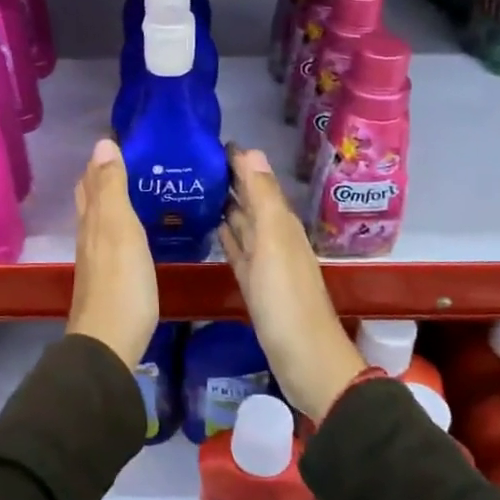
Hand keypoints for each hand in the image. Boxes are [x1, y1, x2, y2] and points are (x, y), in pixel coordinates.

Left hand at [68, 138, 158, 368]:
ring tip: (139, 186)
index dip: (102, 158)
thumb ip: (112, 188)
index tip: (124, 138)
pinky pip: (113, 239)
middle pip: (92, 198)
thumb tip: (102, 143)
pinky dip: (122, 224)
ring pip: (101, 218)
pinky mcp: (109, 278)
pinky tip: (137, 230)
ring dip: (114, 199)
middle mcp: (89, 235)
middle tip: (133, 159)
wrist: (110, 342)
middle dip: (105, 175)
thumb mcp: (120, 228)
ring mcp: (97, 259)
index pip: (91, 179)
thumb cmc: (121, 282)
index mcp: (92, 219)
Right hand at [219, 146, 361, 422]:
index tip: (209, 141)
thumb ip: (263, 197)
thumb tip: (251, 151)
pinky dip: (226, 236)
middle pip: (250, 199)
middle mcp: (274, 236)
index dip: (237, 161)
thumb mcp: (274, 241)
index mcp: (280, 222)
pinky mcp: (254, 284)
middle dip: (228, 179)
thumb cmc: (286, 298)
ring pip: (243, 223)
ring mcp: (264, 262)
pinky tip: (213, 228)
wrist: (304, 358)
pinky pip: (238, 250)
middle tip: (194, 161)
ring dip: (225, 205)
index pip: (256, 180)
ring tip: (197, 187)